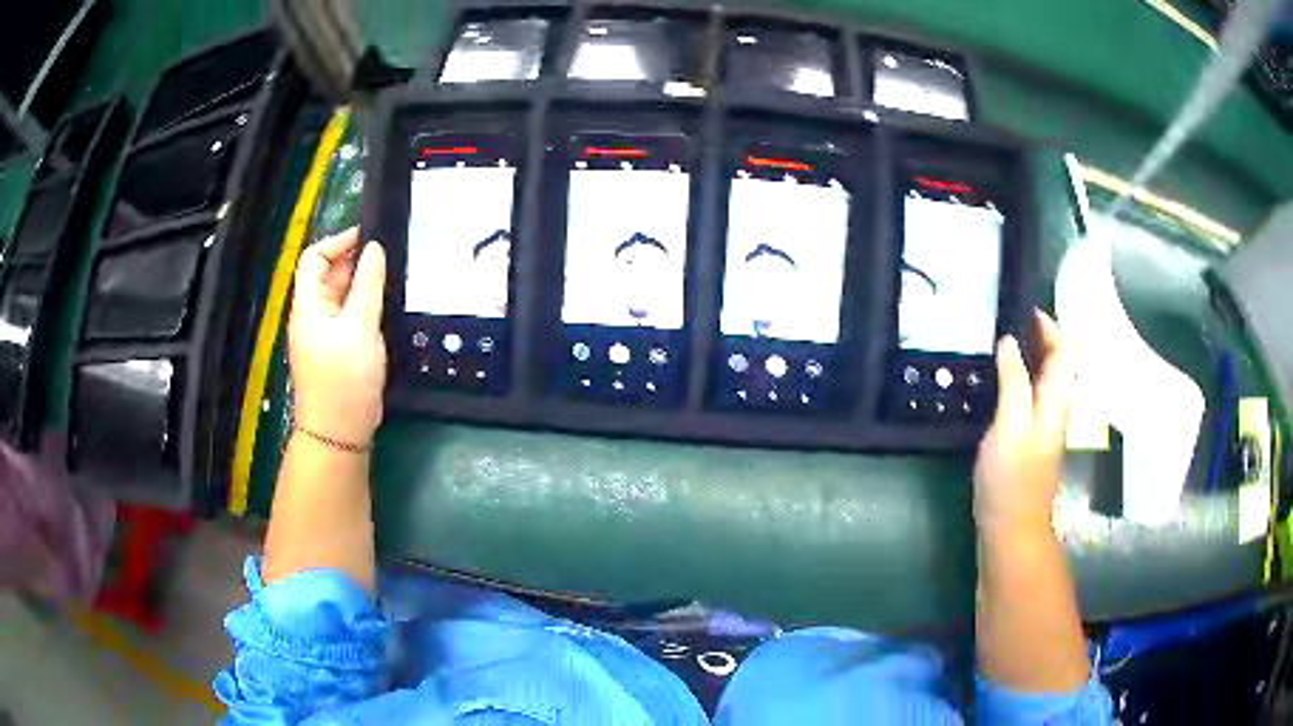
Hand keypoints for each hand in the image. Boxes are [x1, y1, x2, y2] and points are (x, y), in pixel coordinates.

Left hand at [288, 228, 386, 446]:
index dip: (338, 242)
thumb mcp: (359, 327)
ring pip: (341, 297)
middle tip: (389, 258)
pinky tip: (386, 308)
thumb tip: (374, 249)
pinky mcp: (338, 350)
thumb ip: (368, 285)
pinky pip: (350, 317)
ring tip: (393, 279)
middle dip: (355, 262)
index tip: (370, 238)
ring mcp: (325, 334)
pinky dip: (366, 307)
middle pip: (328, 276)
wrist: (339, 432)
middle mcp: (313, 315)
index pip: (314, 258)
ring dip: (363, 285)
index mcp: (308, 305)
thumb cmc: (344, 378)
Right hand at [974, 309, 1072, 537]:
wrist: (1011, 528)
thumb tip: (1008, 341)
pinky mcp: (1027, 440)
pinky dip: (1015, 379)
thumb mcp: (1011, 425)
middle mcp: (1054, 408)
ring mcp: (1041, 426)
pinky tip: (992, 381)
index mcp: (1056, 400)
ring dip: (1023, 356)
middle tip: (1000, 318)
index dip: (1047, 324)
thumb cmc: (1012, 478)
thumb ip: (1014, 381)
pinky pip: (1027, 396)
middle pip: (1053, 362)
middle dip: (1034, 335)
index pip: (1061, 350)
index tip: (1020, 305)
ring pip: (1039, 379)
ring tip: (993, 342)